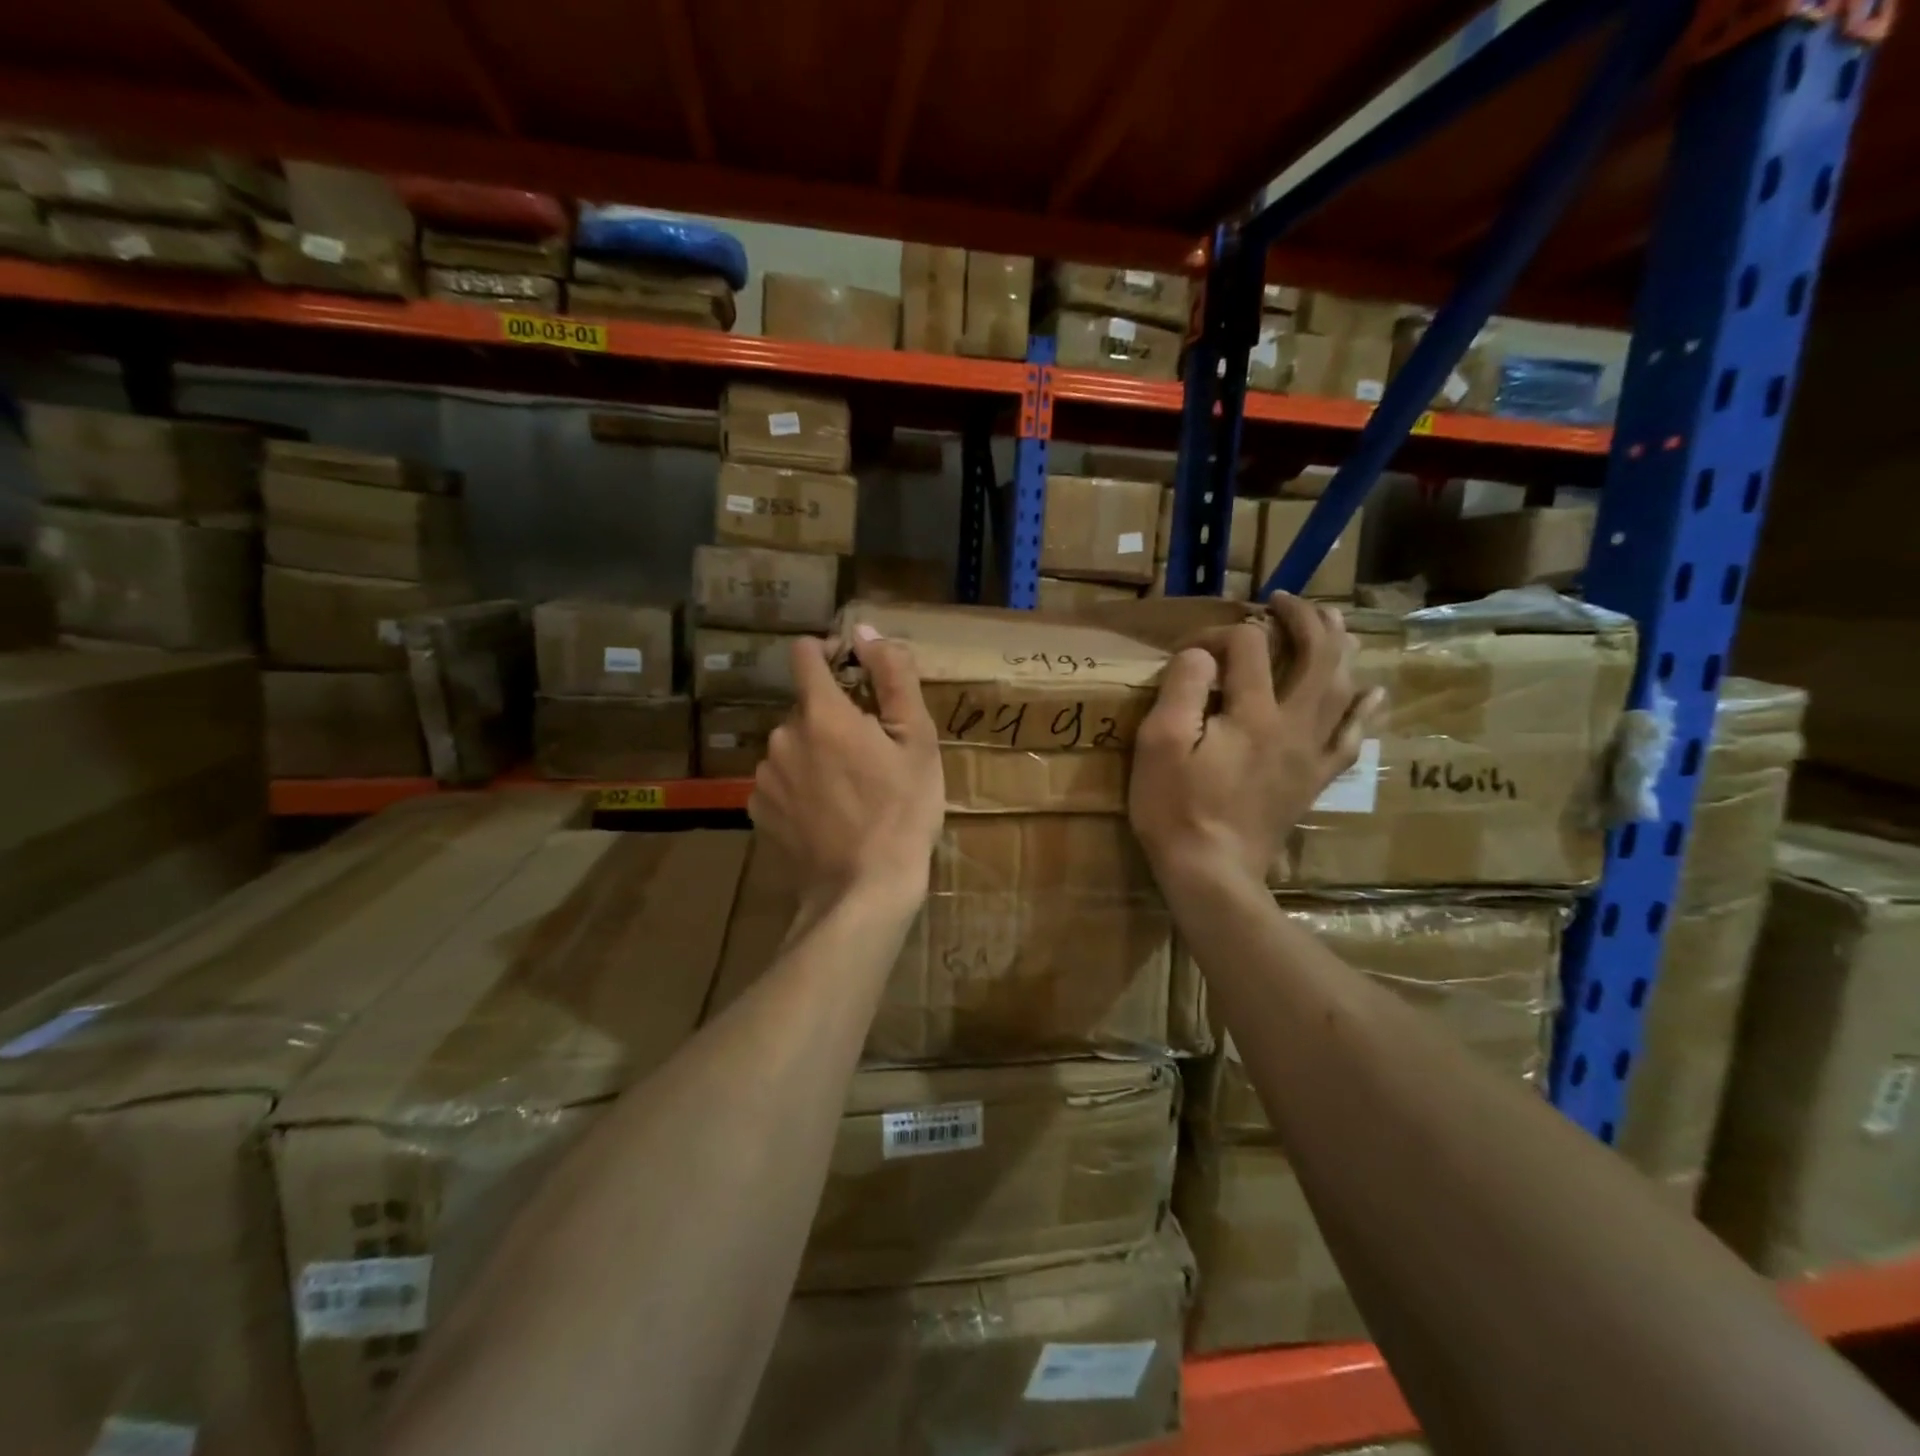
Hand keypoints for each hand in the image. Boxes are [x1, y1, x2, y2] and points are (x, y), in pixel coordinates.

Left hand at [749, 625, 945, 910]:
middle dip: (833, 719)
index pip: (805, 655)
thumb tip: (867, 632)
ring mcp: (764, 777)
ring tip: (849, 791)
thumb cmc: (902, 812)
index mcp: (822, 713)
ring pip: (793, 746)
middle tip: (869, 755)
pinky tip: (825, 815)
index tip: (852, 671)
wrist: (863, 890)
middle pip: (806, 707)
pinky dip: (799, 787)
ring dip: (815, 754)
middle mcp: (782, 736)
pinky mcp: (757, 810)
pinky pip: (780, 781)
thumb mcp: (917, 741)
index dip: (828, 653)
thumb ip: (893, 677)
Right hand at [1129, 594, 1381, 885]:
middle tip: (1284, 602)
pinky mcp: (1314, 779)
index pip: (1249, 647)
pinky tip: (1373, 694)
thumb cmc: (1176, 808)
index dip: (1220, 634)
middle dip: (1304, 619)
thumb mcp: (1159, 744)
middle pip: (1318, 656)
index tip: (1190, 651)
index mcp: (1253, 713)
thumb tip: (1202, 655)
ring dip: (1340, 649)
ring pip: (1343, 689)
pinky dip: (1363, 710)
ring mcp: (1310, 753)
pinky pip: (1351, 738)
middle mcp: (1293, 724)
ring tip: (1333, 625)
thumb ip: (1183, 689)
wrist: (1212, 873)